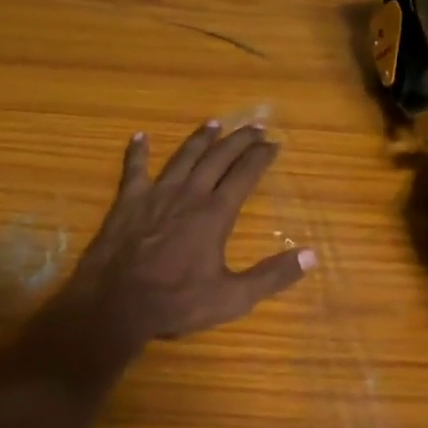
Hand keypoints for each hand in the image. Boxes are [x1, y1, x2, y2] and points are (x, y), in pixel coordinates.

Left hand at [65, 120, 315, 348]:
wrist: (116, 304)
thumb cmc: (176, 302)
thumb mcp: (233, 298)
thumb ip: (272, 276)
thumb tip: (311, 256)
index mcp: (215, 214)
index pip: (244, 176)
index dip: (261, 157)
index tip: (275, 142)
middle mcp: (188, 195)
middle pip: (217, 159)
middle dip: (238, 140)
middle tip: (254, 125)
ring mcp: (155, 195)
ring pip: (182, 158)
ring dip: (200, 140)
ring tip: (214, 124)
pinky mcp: (127, 202)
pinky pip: (133, 169)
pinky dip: (137, 152)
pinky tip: (139, 136)